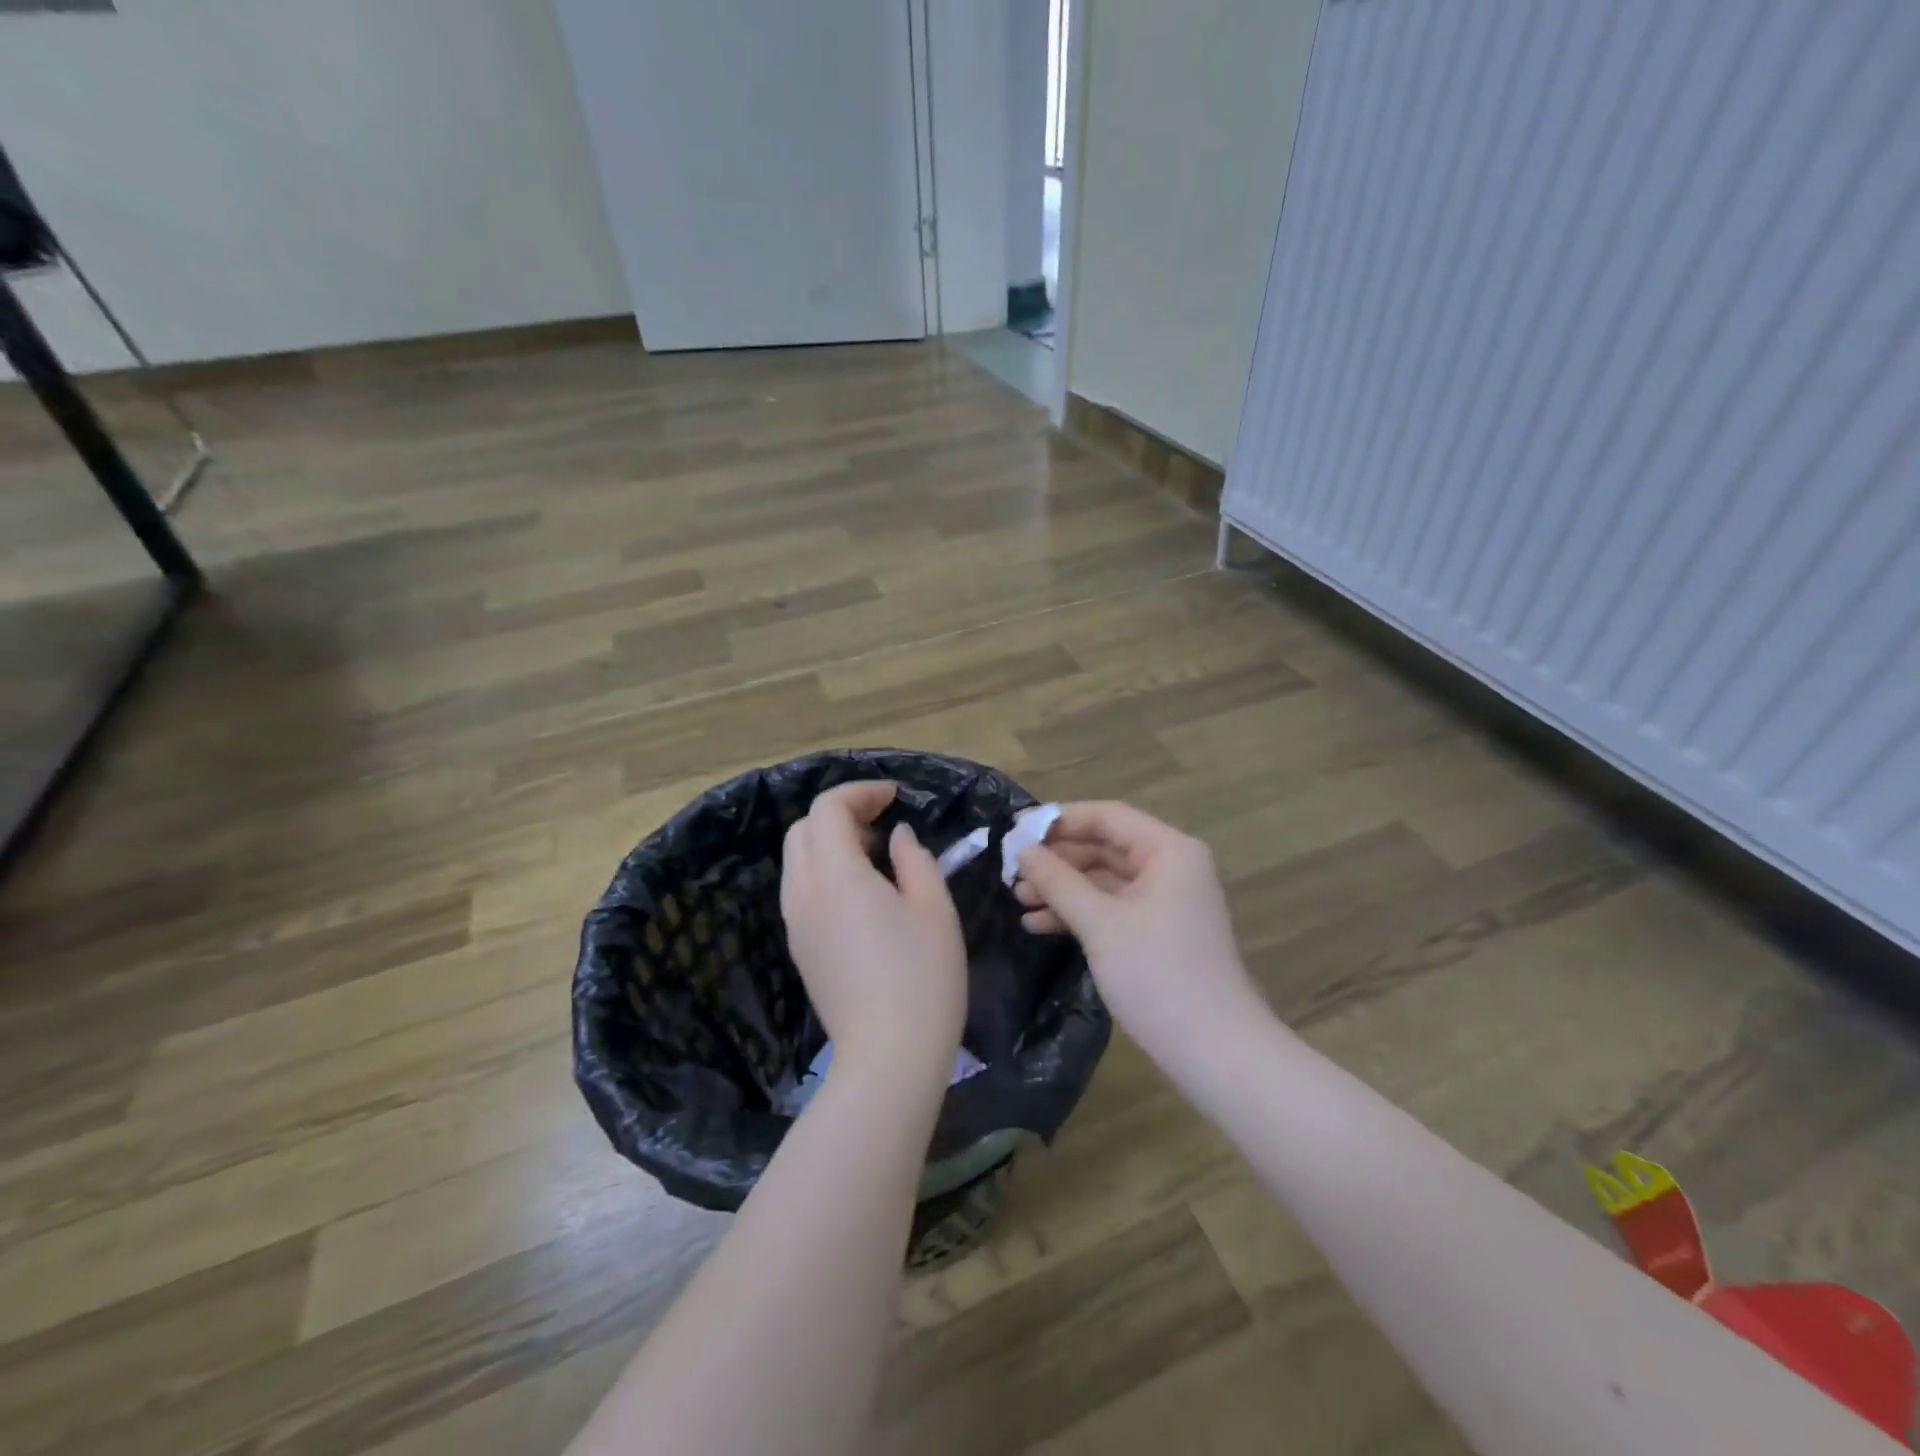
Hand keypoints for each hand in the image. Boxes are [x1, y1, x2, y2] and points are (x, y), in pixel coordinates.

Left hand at [780, 781, 966, 1087]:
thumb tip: (897, 837)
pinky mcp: (799, 948)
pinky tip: (862, 892)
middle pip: (803, 829)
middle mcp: (804, 893)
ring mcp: (796, 923)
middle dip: (840, 813)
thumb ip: (914, 860)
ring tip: (875, 854)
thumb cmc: (923, 979)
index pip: (827, 809)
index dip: (860, 792)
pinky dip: (824, 871)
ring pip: (797, 859)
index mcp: (836, 876)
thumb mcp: (935, 909)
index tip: (895, 797)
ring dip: (829, 841)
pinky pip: (801, 889)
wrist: (888, 1058)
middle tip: (883, 822)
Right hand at [1015, 802, 1262, 1063]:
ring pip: (1104, 880)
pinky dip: (1078, 913)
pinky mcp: (1157, 932)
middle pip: (1104, 847)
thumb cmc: (1158, 974)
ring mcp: (1165, 901)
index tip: (1016, 829)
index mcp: (1169, 850)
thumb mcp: (1100, 923)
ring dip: (1062, 889)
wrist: (1214, 1051)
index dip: (1059, 820)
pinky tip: (1039, 925)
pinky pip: (1111, 908)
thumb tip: (1023, 851)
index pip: (1108, 817)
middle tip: (1012, 870)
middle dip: (1057, 860)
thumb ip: (1059, 882)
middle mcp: (1171, 867)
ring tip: (1018, 900)